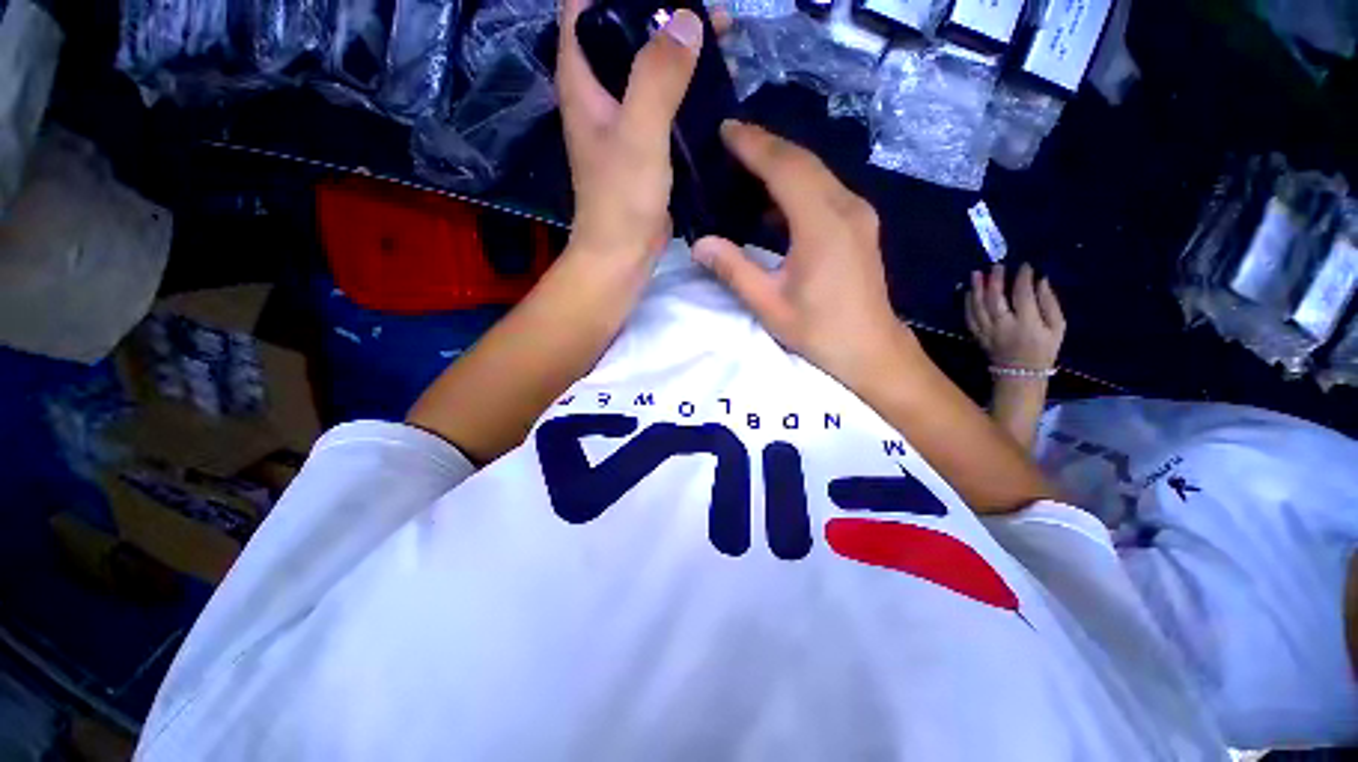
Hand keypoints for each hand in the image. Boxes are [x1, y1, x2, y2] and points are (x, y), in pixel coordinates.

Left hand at [557, 0, 702, 261]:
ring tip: (720, 40)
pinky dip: (685, 88)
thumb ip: (657, 77)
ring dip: (678, 50)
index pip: (585, 8)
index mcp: (582, 79)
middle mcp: (598, 92)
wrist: (623, 254)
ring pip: (647, 66)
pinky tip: (712, 86)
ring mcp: (622, 118)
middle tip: (708, 13)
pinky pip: (663, 101)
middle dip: (661, 13)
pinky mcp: (643, 143)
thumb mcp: (639, 134)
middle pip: (623, 32)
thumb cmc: (621, 200)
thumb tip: (687, 19)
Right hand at [691, 122, 911, 387]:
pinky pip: (825, 190)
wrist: (870, 349)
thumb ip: (734, 270)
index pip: (785, 168)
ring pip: (816, 172)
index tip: (726, 129)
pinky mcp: (859, 224)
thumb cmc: (819, 330)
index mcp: (822, 225)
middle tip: (731, 139)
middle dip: (766, 145)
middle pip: (803, 161)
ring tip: (747, 163)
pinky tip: (775, 200)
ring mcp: (858, 214)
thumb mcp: (769, 305)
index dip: (754, 145)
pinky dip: (798, 184)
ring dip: (782, 162)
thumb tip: (700, 244)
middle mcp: (845, 207)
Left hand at [965, 263, 1064, 370]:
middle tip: (996, 265)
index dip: (1022, 278)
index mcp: (1027, 323)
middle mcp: (1004, 326)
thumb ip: (1049, 303)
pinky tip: (968, 292)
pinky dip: (967, 304)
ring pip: (978, 307)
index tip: (1024, 265)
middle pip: (995, 299)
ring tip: (976, 274)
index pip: (1022, 295)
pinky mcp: (977, 336)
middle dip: (994, 280)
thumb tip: (1041, 280)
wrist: (1019, 374)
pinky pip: (969, 318)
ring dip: (976, 289)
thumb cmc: (1043, 350)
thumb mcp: (1057, 328)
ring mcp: (987, 331)